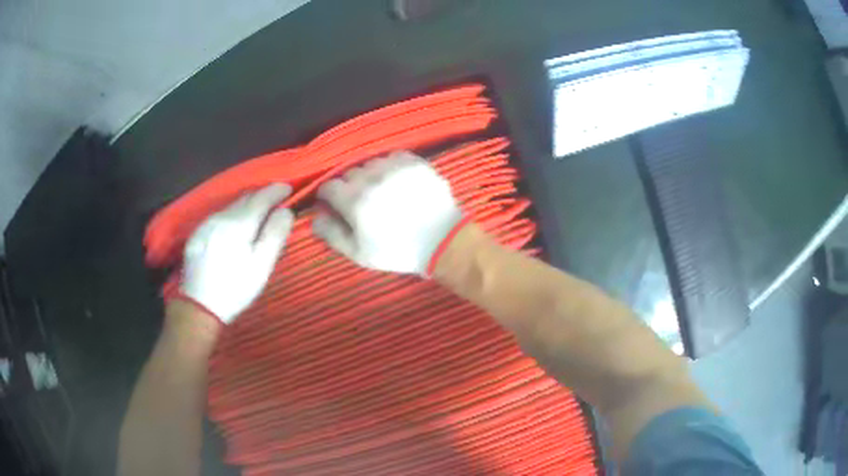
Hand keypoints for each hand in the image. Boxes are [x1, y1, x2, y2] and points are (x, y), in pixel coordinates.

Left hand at [180, 184, 293, 322]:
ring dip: (247, 205)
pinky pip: (220, 216)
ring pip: (232, 206)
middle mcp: (221, 216)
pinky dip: (233, 215)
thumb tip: (285, 211)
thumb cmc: (236, 288)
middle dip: (262, 196)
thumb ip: (275, 235)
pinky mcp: (197, 233)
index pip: (261, 197)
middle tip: (277, 201)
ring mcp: (206, 223)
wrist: (199, 306)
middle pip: (245, 198)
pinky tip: (236, 227)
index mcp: (239, 223)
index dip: (276, 191)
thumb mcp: (261, 266)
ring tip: (259, 213)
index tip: (289, 188)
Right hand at [313, 151, 462, 274]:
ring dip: (371, 174)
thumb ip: (332, 233)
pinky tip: (397, 180)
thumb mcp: (359, 253)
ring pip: (370, 163)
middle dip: (350, 186)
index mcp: (355, 200)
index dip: (329, 196)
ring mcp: (394, 166)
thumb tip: (314, 217)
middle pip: (349, 174)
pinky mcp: (414, 161)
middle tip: (362, 202)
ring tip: (382, 190)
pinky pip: (392, 156)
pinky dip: (390, 166)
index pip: (328, 187)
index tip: (336, 205)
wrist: (442, 241)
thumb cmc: (397, 251)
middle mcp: (371, 178)